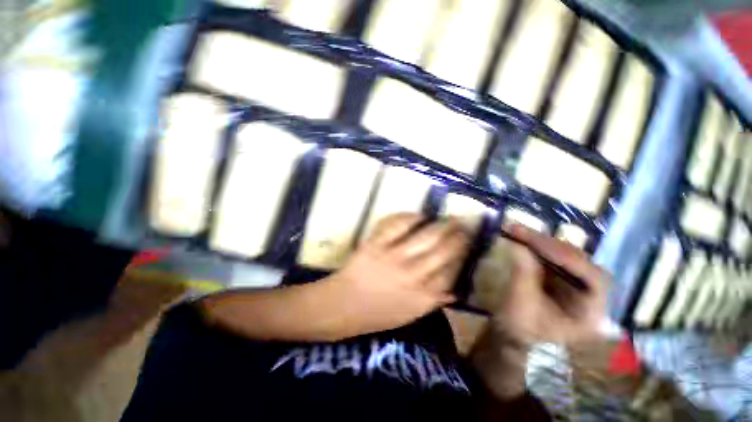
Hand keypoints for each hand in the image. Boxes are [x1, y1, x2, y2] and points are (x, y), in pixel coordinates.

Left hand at [328, 213, 470, 336]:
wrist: (342, 306)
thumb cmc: (376, 314)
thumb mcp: (410, 315)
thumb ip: (434, 301)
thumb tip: (456, 289)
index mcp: (422, 296)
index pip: (452, 272)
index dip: (463, 254)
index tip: (469, 243)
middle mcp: (413, 275)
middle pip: (444, 251)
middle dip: (459, 235)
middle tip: (464, 224)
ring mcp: (393, 257)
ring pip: (426, 236)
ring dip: (442, 224)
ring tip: (450, 217)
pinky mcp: (376, 244)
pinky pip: (398, 226)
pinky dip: (411, 217)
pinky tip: (419, 216)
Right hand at [470, 223, 606, 399]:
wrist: (513, 332)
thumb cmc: (520, 326)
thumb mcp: (520, 304)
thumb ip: (523, 274)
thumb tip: (519, 246)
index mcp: (592, 313)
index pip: (594, 278)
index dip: (568, 258)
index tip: (537, 243)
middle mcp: (592, 295)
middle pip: (580, 262)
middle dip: (549, 245)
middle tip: (521, 231)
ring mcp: (577, 283)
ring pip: (567, 255)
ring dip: (541, 242)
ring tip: (518, 231)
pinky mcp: (562, 276)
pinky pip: (555, 256)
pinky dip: (538, 246)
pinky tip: (524, 239)